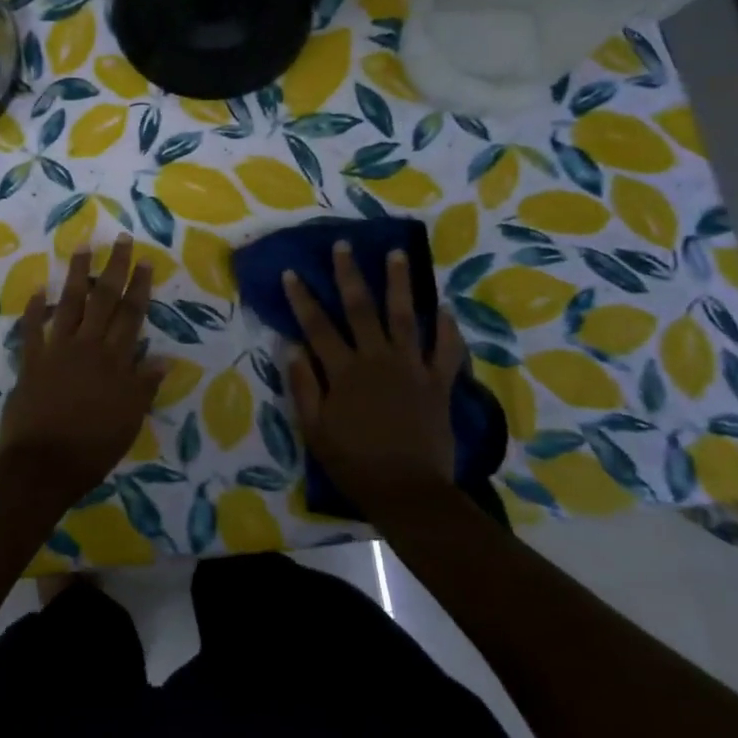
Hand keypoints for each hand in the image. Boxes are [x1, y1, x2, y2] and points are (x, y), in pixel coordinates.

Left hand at [0, 235, 166, 502]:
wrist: (43, 465)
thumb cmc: (93, 448)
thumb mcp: (130, 420)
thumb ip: (144, 386)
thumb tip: (164, 358)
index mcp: (116, 361)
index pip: (132, 315)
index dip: (139, 286)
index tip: (144, 260)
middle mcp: (88, 347)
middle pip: (104, 299)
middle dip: (114, 267)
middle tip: (120, 239)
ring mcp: (57, 351)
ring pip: (70, 304)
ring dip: (76, 274)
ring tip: (82, 246)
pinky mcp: (31, 362)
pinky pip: (32, 329)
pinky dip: (35, 309)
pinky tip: (38, 288)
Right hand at [284, 243, 466, 514]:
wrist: (408, 491)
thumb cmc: (354, 462)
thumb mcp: (314, 428)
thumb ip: (303, 385)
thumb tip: (290, 346)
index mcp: (343, 371)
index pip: (317, 326)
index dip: (302, 298)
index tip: (293, 271)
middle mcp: (377, 359)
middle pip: (361, 309)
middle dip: (349, 274)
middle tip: (344, 246)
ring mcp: (412, 368)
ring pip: (405, 317)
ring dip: (399, 284)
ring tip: (397, 254)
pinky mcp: (438, 383)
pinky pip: (446, 350)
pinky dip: (447, 328)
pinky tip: (444, 308)